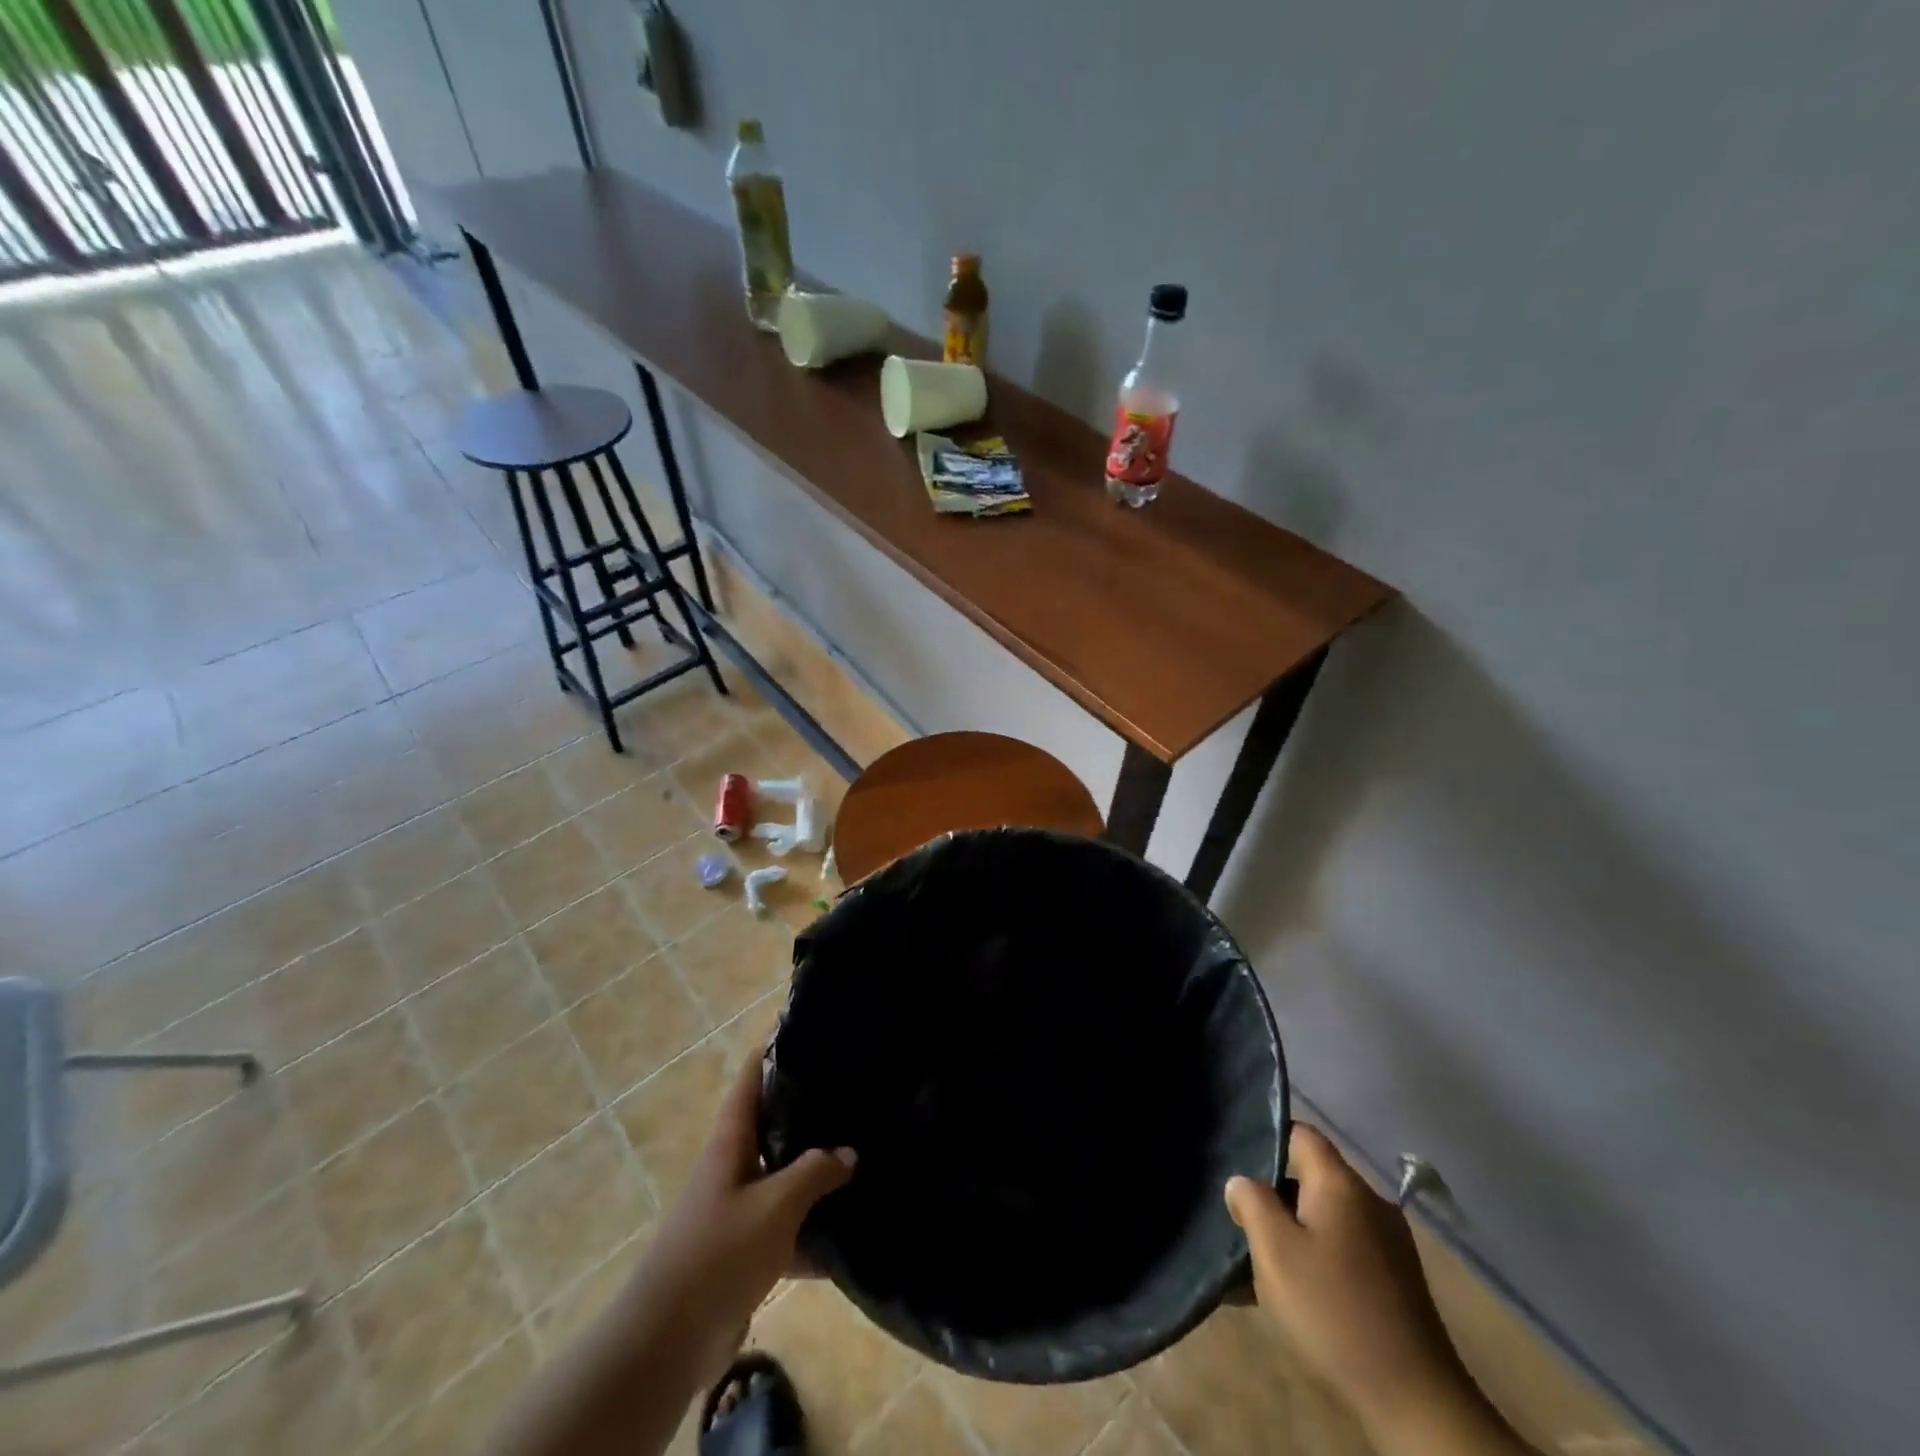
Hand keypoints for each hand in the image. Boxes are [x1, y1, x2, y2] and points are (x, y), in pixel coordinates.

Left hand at [645, 1051, 854, 1381]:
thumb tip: (849, 1153)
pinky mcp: (744, 1252)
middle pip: (773, 1123)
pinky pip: (786, 1231)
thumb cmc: (719, 1253)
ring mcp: (737, 1209)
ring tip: (863, 1156)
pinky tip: (849, 1239)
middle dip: (810, 1109)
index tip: (811, 1028)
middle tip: (854, 1093)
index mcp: (731, 1139)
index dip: (776, 1047)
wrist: (667, 1342)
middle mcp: (733, 1165)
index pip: (753, 1075)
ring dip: (816, 1174)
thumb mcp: (776, 1204)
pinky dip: (812, 1234)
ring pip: (784, 1177)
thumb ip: (816, 1171)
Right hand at [1225, 1125, 1480, 1443]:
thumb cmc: (1334, 1312)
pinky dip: (1316, 1259)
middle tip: (1239, 1221)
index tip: (1236, 1164)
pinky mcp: (1396, 1281)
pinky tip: (1293, 1295)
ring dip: (1292, 1233)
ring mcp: (1388, 1243)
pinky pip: (1343, 1250)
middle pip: (1310, 1177)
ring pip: (1325, 1217)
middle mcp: (1369, 1202)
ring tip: (1257, 1263)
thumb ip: (1251, 1203)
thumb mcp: (1275, 1252)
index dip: (1266, 1139)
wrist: (1416, 1403)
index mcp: (1341, 1183)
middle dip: (1273, 1195)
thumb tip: (1241, 1182)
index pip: (1299, 1133)